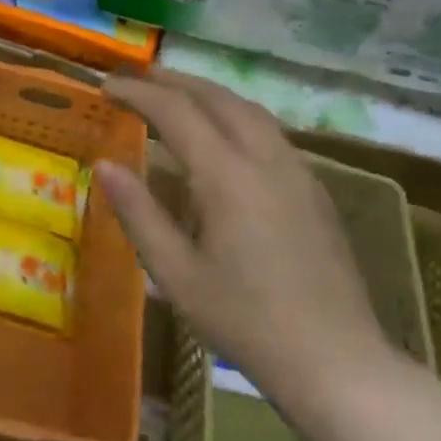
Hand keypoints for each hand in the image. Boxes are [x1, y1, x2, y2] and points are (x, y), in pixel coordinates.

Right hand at [95, 71, 398, 418]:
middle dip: (175, 81)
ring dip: (209, 93)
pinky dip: (236, 115)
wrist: (336, 362)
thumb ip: (138, 213)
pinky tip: (225, 135)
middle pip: (218, 98)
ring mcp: (297, 172)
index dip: (139, 94)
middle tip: (138, 78)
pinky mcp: (315, 191)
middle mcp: (265, 159)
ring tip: (177, 95)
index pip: (176, 112)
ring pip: (250, 110)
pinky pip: (270, 132)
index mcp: (227, 176)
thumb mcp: (176, 273)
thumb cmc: (245, 321)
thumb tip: (104, 164)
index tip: (107, 86)